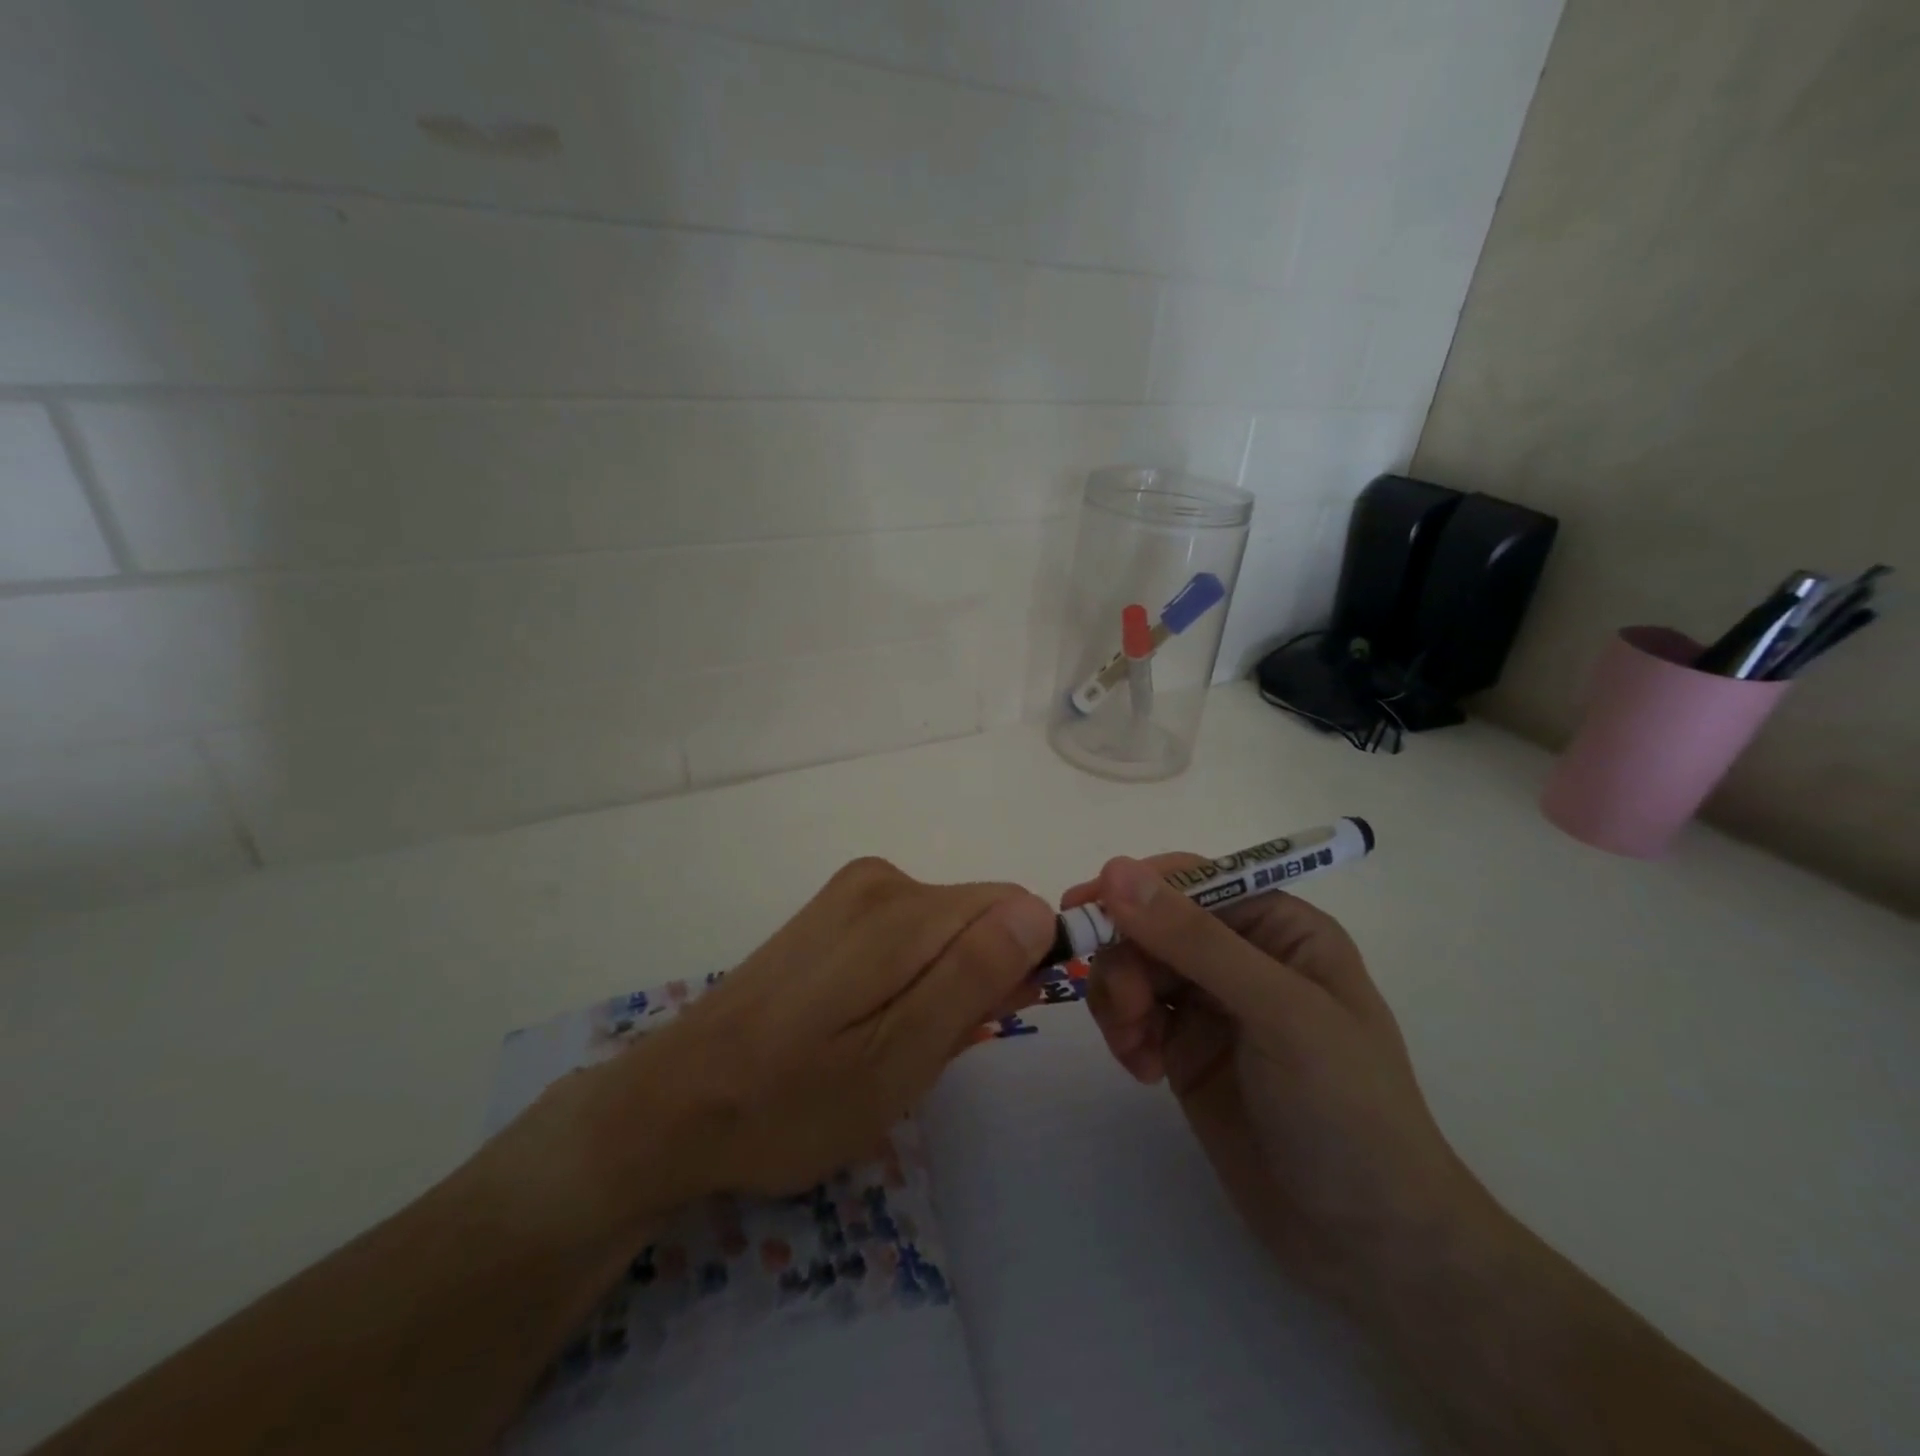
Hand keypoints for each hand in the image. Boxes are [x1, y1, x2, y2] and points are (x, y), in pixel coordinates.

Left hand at [527, 858, 1054, 1233]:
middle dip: (977, 979)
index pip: (1013, 908)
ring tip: (891, 1046)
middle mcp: (881, 880)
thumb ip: (974, 977)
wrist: (677, 1103)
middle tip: (930, 1051)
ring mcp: (850, 893)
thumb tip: (1038, 912)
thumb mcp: (900, 1058)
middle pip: (977, 917)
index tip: (989, 1024)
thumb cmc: (795, 1099)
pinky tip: (867, 1024)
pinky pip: (907, 934)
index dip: (1019, 966)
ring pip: (944, 930)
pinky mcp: (832, 913)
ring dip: (942, 985)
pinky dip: (909, 977)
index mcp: (903, 909)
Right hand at [1065, 855, 1490, 1311]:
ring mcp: (1210, 1003)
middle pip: (1152, 923)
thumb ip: (1195, 940)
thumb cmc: (1345, 1109)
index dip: (1136, 887)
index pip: (1192, 880)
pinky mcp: (1184, 1047)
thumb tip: (1115, 869)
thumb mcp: (1279, 1013)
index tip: (1083, 907)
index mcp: (1278, 926)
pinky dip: (1123, 1031)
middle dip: (1126, 958)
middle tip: (1125, 1011)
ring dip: (1118, 997)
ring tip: (1134, 1047)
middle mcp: (1240, 954)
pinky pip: (1132, 1013)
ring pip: (1133, 965)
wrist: (1367, 1242)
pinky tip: (1142, 1069)